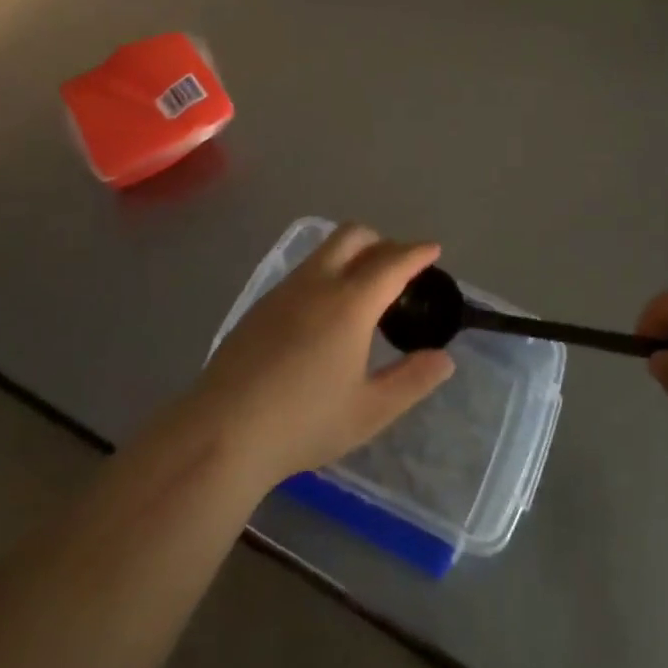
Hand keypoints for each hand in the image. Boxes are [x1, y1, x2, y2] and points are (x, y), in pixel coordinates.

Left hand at [183, 224, 454, 492]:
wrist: (223, 431)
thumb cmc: (304, 422)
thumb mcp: (369, 411)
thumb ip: (411, 381)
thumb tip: (444, 359)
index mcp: (350, 303)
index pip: (392, 262)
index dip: (416, 253)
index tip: (432, 249)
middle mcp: (318, 283)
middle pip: (354, 236)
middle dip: (382, 241)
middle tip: (399, 267)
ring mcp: (285, 289)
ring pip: (325, 249)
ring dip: (352, 253)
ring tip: (365, 287)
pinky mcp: (261, 304)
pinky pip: (304, 270)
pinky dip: (327, 271)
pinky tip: (325, 310)